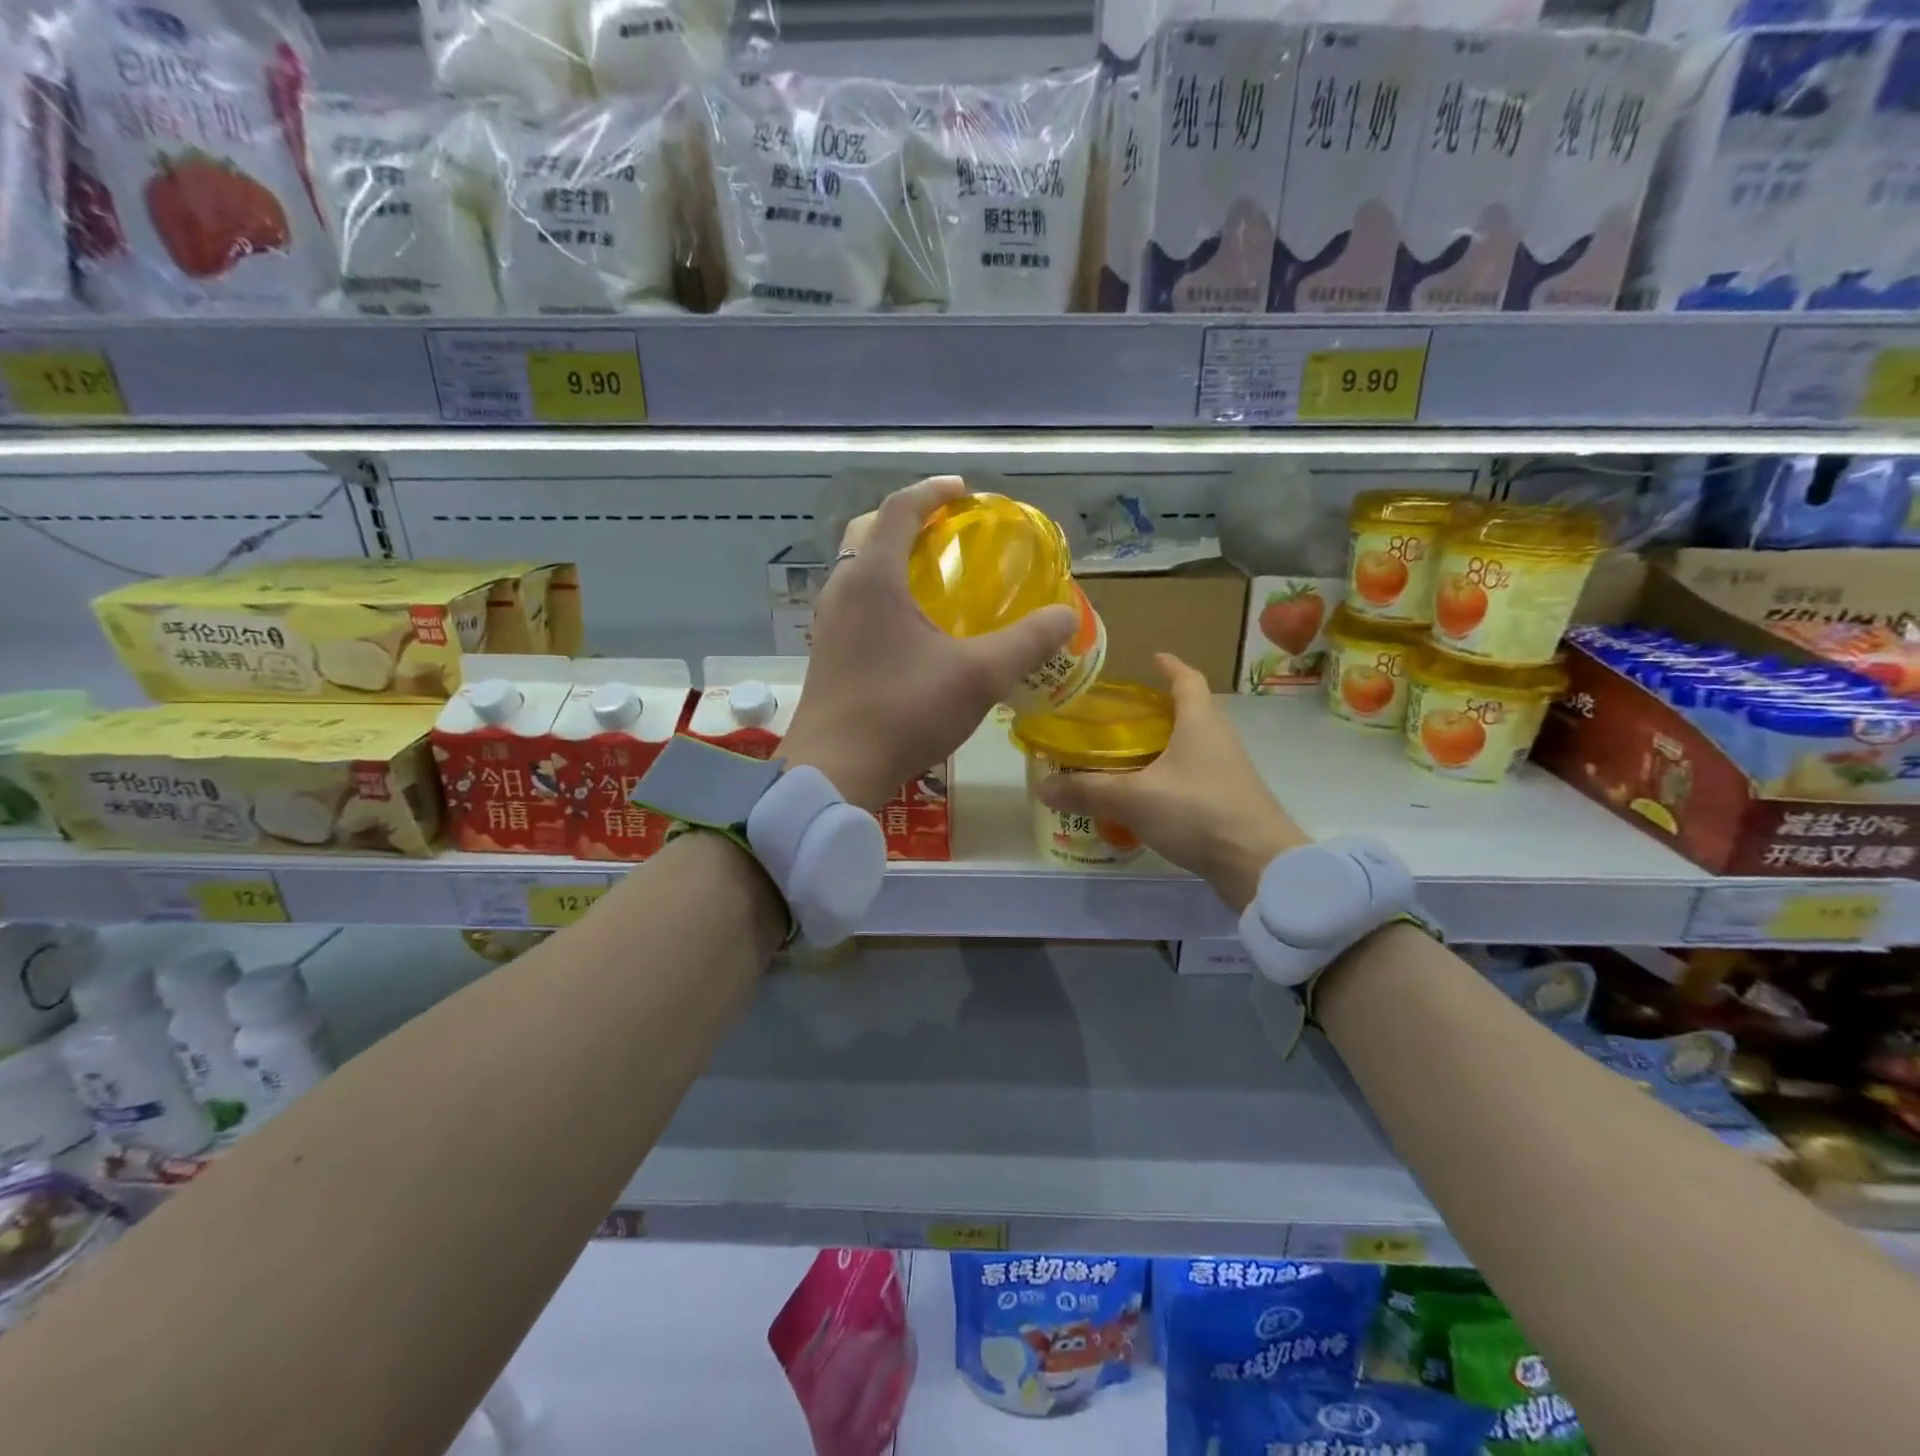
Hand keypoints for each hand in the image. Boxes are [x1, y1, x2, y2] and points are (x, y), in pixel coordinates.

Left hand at [781, 475, 1076, 810]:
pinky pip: (854, 600)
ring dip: (891, 556)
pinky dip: (881, 591)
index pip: (899, 508)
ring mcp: (827, 622)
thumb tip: (1066, 617)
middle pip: (869, 531)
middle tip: (946, 530)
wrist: (835, 770)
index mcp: (873, 578)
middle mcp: (842, 589)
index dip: (933, 491)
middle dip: (907, 519)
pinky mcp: (825, 651)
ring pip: (857, 567)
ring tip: (933, 574)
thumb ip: (1026, 643)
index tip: (963, 491)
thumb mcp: (978, 676)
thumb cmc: (903, 713)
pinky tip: (911, 626)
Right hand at [1035, 654, 1310, 910]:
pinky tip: (1146, 794)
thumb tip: (1041, 785)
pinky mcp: (1229, 800)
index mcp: (1200, 721)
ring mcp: (1228, 771)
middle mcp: (1218, 738)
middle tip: (1119, 715)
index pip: (1187, 679)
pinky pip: (1194, 775)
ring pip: (1192, 745)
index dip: (1169, 666)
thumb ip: (1087, 790)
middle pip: (1190, 711)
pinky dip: (1170, 776)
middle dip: (1157, 708)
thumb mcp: (1134, 798)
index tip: (1151, 658)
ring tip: (1125, 754)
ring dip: (1163, 744)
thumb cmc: (1198, 812)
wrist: (1260, 865)